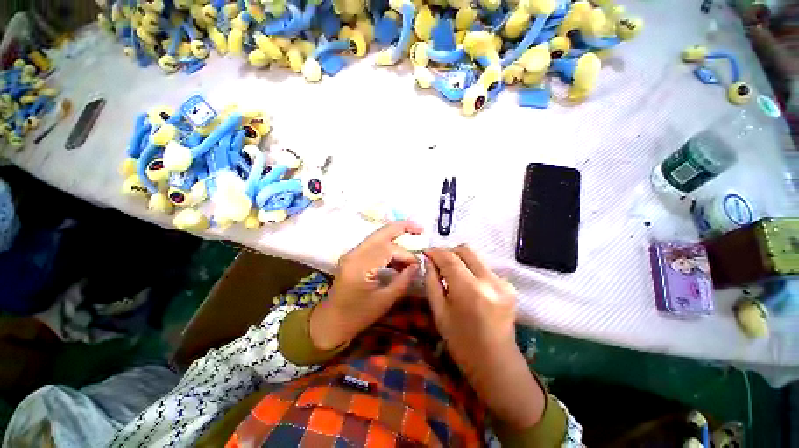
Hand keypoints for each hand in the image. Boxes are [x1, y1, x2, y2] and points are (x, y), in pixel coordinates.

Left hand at [310, 221, 422, 350]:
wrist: (332, 321)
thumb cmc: (359, 315)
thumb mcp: (386, 300)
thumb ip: (403, 280)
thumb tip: (417, 265)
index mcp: (361, 266)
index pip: (389, 249)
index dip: (406, 255)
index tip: (417, 266)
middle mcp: (354, 254)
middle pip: (381, 233)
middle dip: (402, 227)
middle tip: (420, 228)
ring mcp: (352, 253)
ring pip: (377, 237)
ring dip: (395, 239)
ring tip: (411, 246)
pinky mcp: (353, 256)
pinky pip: (373, 245)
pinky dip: (387, 247)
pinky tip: (397, 258)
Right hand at [424, 245, 544, 428]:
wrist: (496, 364)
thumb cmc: (461, 343)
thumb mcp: (439, 312)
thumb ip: (431, 282)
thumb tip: (428, 261)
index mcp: (469, 290)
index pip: (449, 258)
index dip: (435, 252)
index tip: (426, 253)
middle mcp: (489, 280)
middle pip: (465, 250)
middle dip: (448, 253)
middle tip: (438, 263)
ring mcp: (503, 282)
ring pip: (475, 258)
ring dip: (460, 262)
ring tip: (451, 275)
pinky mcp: (509, 286)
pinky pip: (484, 268)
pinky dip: (471, 270)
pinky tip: (466, 286)